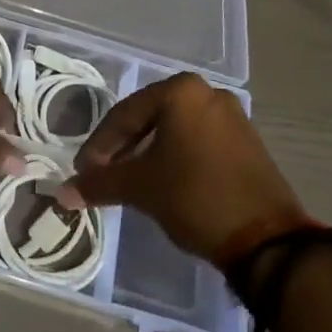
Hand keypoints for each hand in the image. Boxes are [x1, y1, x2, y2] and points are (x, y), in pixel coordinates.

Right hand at [58, 73, 306, 263]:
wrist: (268, 241)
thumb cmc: (195, 197)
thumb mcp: (141, 188)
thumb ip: (99, 184)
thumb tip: (63, 193)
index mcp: (180, 90)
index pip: (125, 114)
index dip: (99, 145)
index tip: (84, 171)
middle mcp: (207, 92)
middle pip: (150, 118)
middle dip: (124, 147)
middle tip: (104, 173)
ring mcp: (232, 116)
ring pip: (175, 130)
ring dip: (149, 153)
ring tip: (132, 180)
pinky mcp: (248, 142)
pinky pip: (199, 141)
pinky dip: (177, 158)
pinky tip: (166, 181)